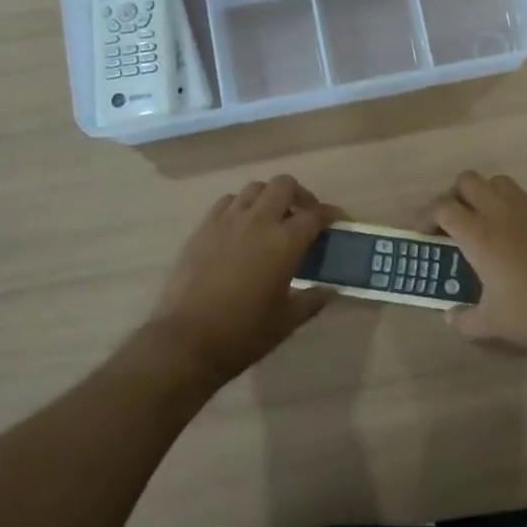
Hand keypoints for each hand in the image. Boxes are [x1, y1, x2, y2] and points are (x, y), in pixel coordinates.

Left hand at [147, 175, 343, 389]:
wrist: (187, 341)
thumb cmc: (244, 333)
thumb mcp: (287, 321)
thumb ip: (313, 299)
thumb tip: (331, 290)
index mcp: (284, 242)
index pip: (316, 214)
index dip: (332, 214)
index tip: (338, 222)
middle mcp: (257, 221)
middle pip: (284, 185)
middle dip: (300, 195)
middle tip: (304, 216)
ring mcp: (227, 221)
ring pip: (254, 188)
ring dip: (270, 198)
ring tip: (273, 219)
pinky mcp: (203, 228)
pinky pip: (228, 202)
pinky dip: (241, 206)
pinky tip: (242, 228)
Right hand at [419, 171, 526, 365]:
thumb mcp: (491, 324)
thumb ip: (464, 319)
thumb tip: (451, 316)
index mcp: (479, 234)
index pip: (443, 207)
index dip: (427, 216)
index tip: (423, 233)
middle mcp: (501, 213)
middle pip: (468, 181)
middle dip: (453, 197)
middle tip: (450, 224)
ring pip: (496, 182)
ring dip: (482, 195)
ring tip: (480, 224)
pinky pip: (520, 198)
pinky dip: (506, 206)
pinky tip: (510, 238)